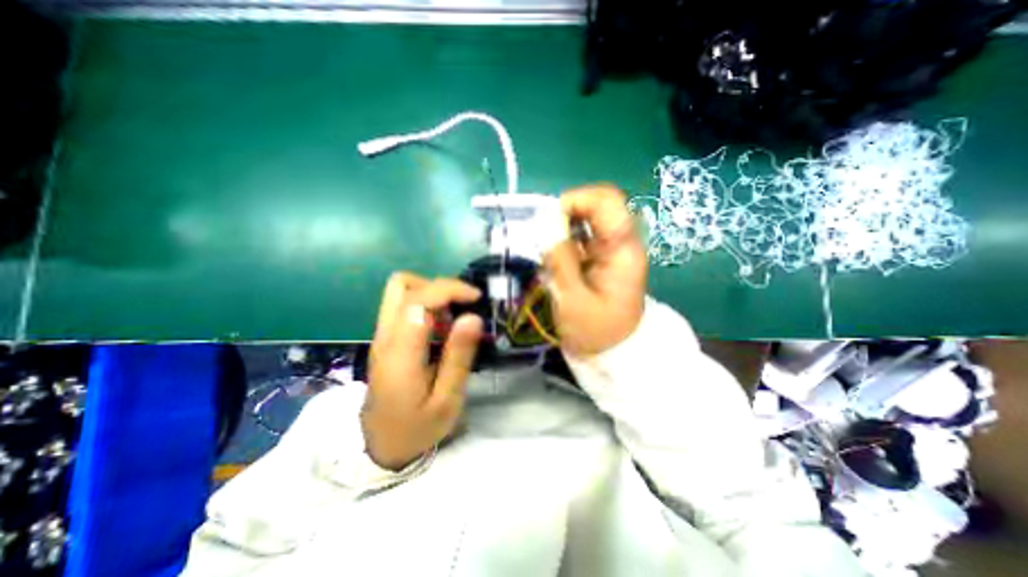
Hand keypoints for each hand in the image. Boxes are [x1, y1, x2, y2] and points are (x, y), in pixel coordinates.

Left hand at [361, 272, 487, 469]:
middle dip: (438, 286)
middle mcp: (385, 336)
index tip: (476, 298)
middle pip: (402, 284)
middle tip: (463, 305)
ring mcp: (382, 336)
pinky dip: (426, 305)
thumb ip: (459, 356)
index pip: (418, 300)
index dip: (449, 289)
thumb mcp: (447, 400)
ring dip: (431, 294)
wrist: (381, 448)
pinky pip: (403, 306)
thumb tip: (472, 317)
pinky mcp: (386, 339)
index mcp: (400, 353)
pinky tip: (442, 328)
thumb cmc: (417, 428)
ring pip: (400, 291)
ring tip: (453, 318)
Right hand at [541, 186, 643, 356]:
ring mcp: (612, 247)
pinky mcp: (603, 254)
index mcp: (622, 250)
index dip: (576, 200)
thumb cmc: (596, 330)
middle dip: (568, 212)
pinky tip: (558, 258)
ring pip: (588, 216)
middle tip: (548, 236)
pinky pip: (583, 233)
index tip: (550, 222)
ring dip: (565, 226)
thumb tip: (546, 224)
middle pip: (598, 203)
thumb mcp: (572, 299)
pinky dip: (566, 239)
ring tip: (551, 251)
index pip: (607, 201)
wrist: (614, 349)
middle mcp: (621, 241)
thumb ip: (560, 260)